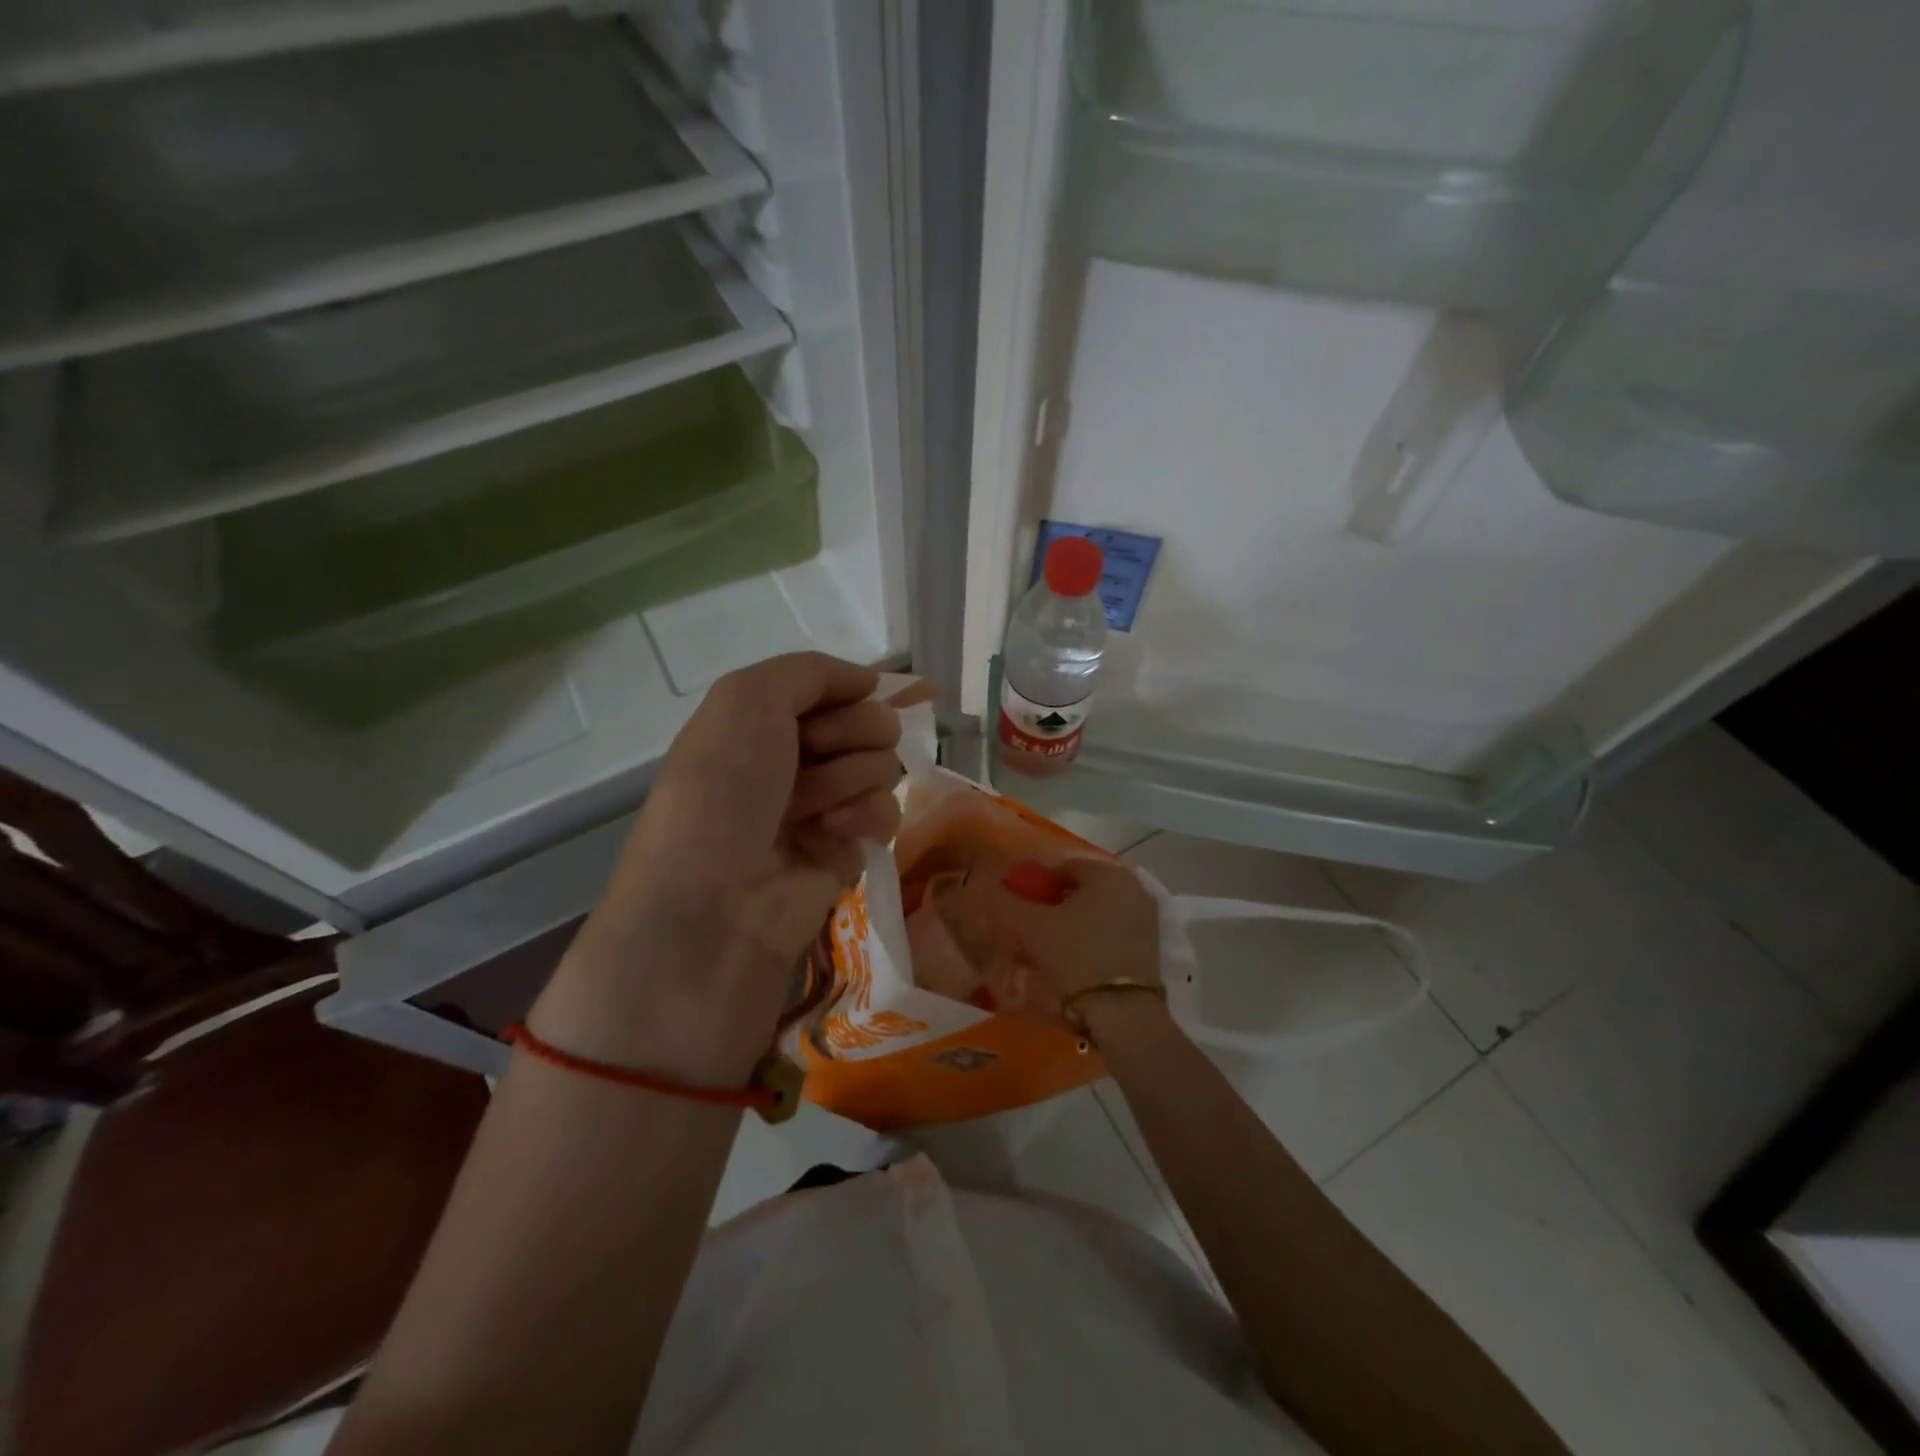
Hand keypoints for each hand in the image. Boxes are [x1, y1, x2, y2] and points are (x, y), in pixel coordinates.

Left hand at [532, 653, 903, 1080]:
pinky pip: (888, 813)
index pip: (836, 687)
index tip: (852, 699)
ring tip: (813, 811)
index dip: (850, 690)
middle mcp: (795, 759)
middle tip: (816, 758)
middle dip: (852, 734)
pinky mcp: (848, 850)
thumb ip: (810, 671)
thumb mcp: (746, 700)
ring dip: (853, 779)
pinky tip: (835, 836)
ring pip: (883, 766)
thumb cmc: (722, 792)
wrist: (714, 906)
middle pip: (871, 721)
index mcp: (763, 721)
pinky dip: (868, 818)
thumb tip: (869, 680)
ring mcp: (824, 806)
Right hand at [937, 856, 1160, 1013]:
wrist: (1123, 1013)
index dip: (1035, 886)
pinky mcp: (1152, 945)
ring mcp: (1146, 916)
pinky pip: (1113, 931)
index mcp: (1107, 873)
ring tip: (1050, 949)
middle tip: (1032, 931)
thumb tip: (981, 885)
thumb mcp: (1032, 927)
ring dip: (1073, 923)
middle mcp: (1132, 886)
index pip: (1062, 868)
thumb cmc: (1077, 956)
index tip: (1019, 910)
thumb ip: (1006, 902)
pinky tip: (1077, 962)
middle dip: (1055, 905)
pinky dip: (1093, 939)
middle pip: (1081, 889)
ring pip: (1097, 911)